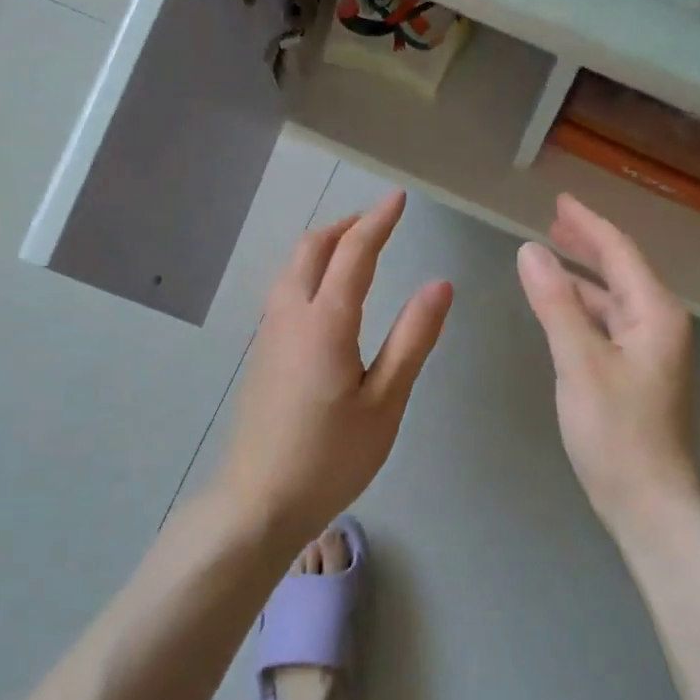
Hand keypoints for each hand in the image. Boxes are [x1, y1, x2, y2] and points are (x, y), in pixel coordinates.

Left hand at [218, 190, 452, 537]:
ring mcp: (268, 333)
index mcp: (325, 322)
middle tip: (379, 221)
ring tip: (355, 248)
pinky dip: (308, 270)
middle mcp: (289, 315)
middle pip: (311, 249)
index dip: (378, 221)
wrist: (259, 500)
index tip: (399, 199)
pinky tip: (326, 293)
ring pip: (291, 267)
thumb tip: (440, 285)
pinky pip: (283, 290)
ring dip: (323, 246)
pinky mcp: (261, 352)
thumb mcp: (385, 402)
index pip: (354, 253)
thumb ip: (412, 339)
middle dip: (346, 226)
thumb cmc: (331, 457)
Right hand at [517, 194, 699, 538]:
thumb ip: (555, 304)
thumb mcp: (579, 363)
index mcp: (655, 314)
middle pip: (621, 271)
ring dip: (584, 276)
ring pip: (614, 299)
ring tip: (550, 257)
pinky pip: (609, 324)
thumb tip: (530, 250)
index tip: (559, 200)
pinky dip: (584, 308)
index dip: (588, 223)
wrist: (649, 503)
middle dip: (588, 244)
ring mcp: (652, 351)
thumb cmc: (616, 433)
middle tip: (553, 220)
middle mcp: (660, 325)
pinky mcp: (638, 374)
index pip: (620, 252)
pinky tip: (562, 310)